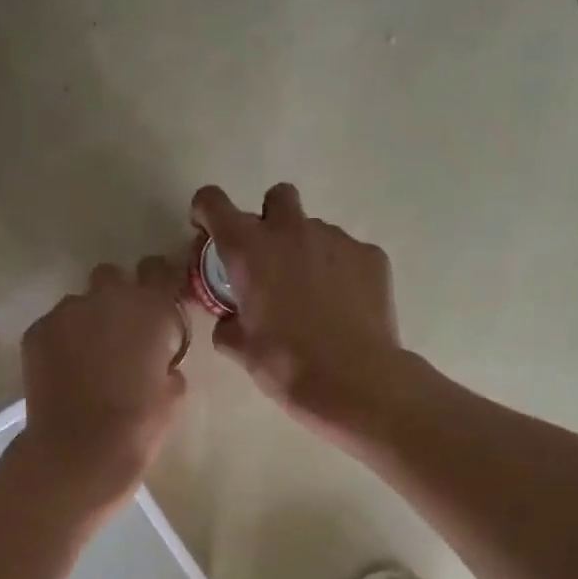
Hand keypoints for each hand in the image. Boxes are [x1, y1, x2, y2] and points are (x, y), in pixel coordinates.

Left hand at [15, 259, 188, 518]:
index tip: (159, 299)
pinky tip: (65, 375)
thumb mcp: (174, 393)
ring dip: (86, 323)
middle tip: (120, 334)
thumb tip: (158, 360)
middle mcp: (106, 298)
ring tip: (87, 362)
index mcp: (150, 308)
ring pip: (79, 305)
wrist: (79, 450)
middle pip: (112, 277)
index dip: (159, 280)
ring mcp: (66, 312)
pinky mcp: (36, 332)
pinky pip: (54, 328)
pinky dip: (61, 343)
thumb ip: (167, 362)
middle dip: (116, 298)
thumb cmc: (139, 424)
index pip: (158, 269)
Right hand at [189, 184, 406, 437]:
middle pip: (277, 197)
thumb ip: (227, 325)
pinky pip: (347, 253)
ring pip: (314, 229)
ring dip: (306, 250)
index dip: (206, 212)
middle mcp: (291, 231)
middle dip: (269, 219)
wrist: (354, 380)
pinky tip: (342, 306)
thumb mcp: (242, 350)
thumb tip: (229, 320)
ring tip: (312, 296)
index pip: (213, 202)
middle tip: (269, 260)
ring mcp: (336, 239)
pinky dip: (339, 271)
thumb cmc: (286, 365)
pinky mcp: (371, 256)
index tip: (208, 234)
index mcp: (249, 250)